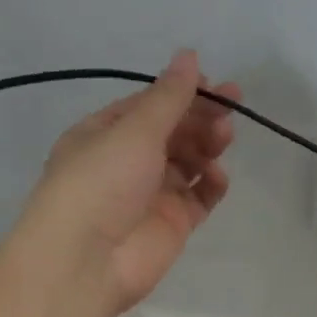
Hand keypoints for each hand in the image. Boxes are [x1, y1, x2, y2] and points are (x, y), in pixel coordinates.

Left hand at [20, 51, 237, 316]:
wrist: (86, 260)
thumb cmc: (102, 182)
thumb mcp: (134, 130)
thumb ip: (169, 96)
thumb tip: (189, 55)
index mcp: (105, 133)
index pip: (149, 105)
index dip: (183, 93)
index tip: (216, 86)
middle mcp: (127, 161)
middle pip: (173, 132)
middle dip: (201, 118)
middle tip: (230, 110)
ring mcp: (151, 194)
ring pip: (189, 162)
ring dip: (207, 146)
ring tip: (223, 140)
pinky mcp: (172, 223)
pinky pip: (199, 197)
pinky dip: (211, 184)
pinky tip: (217, 177)